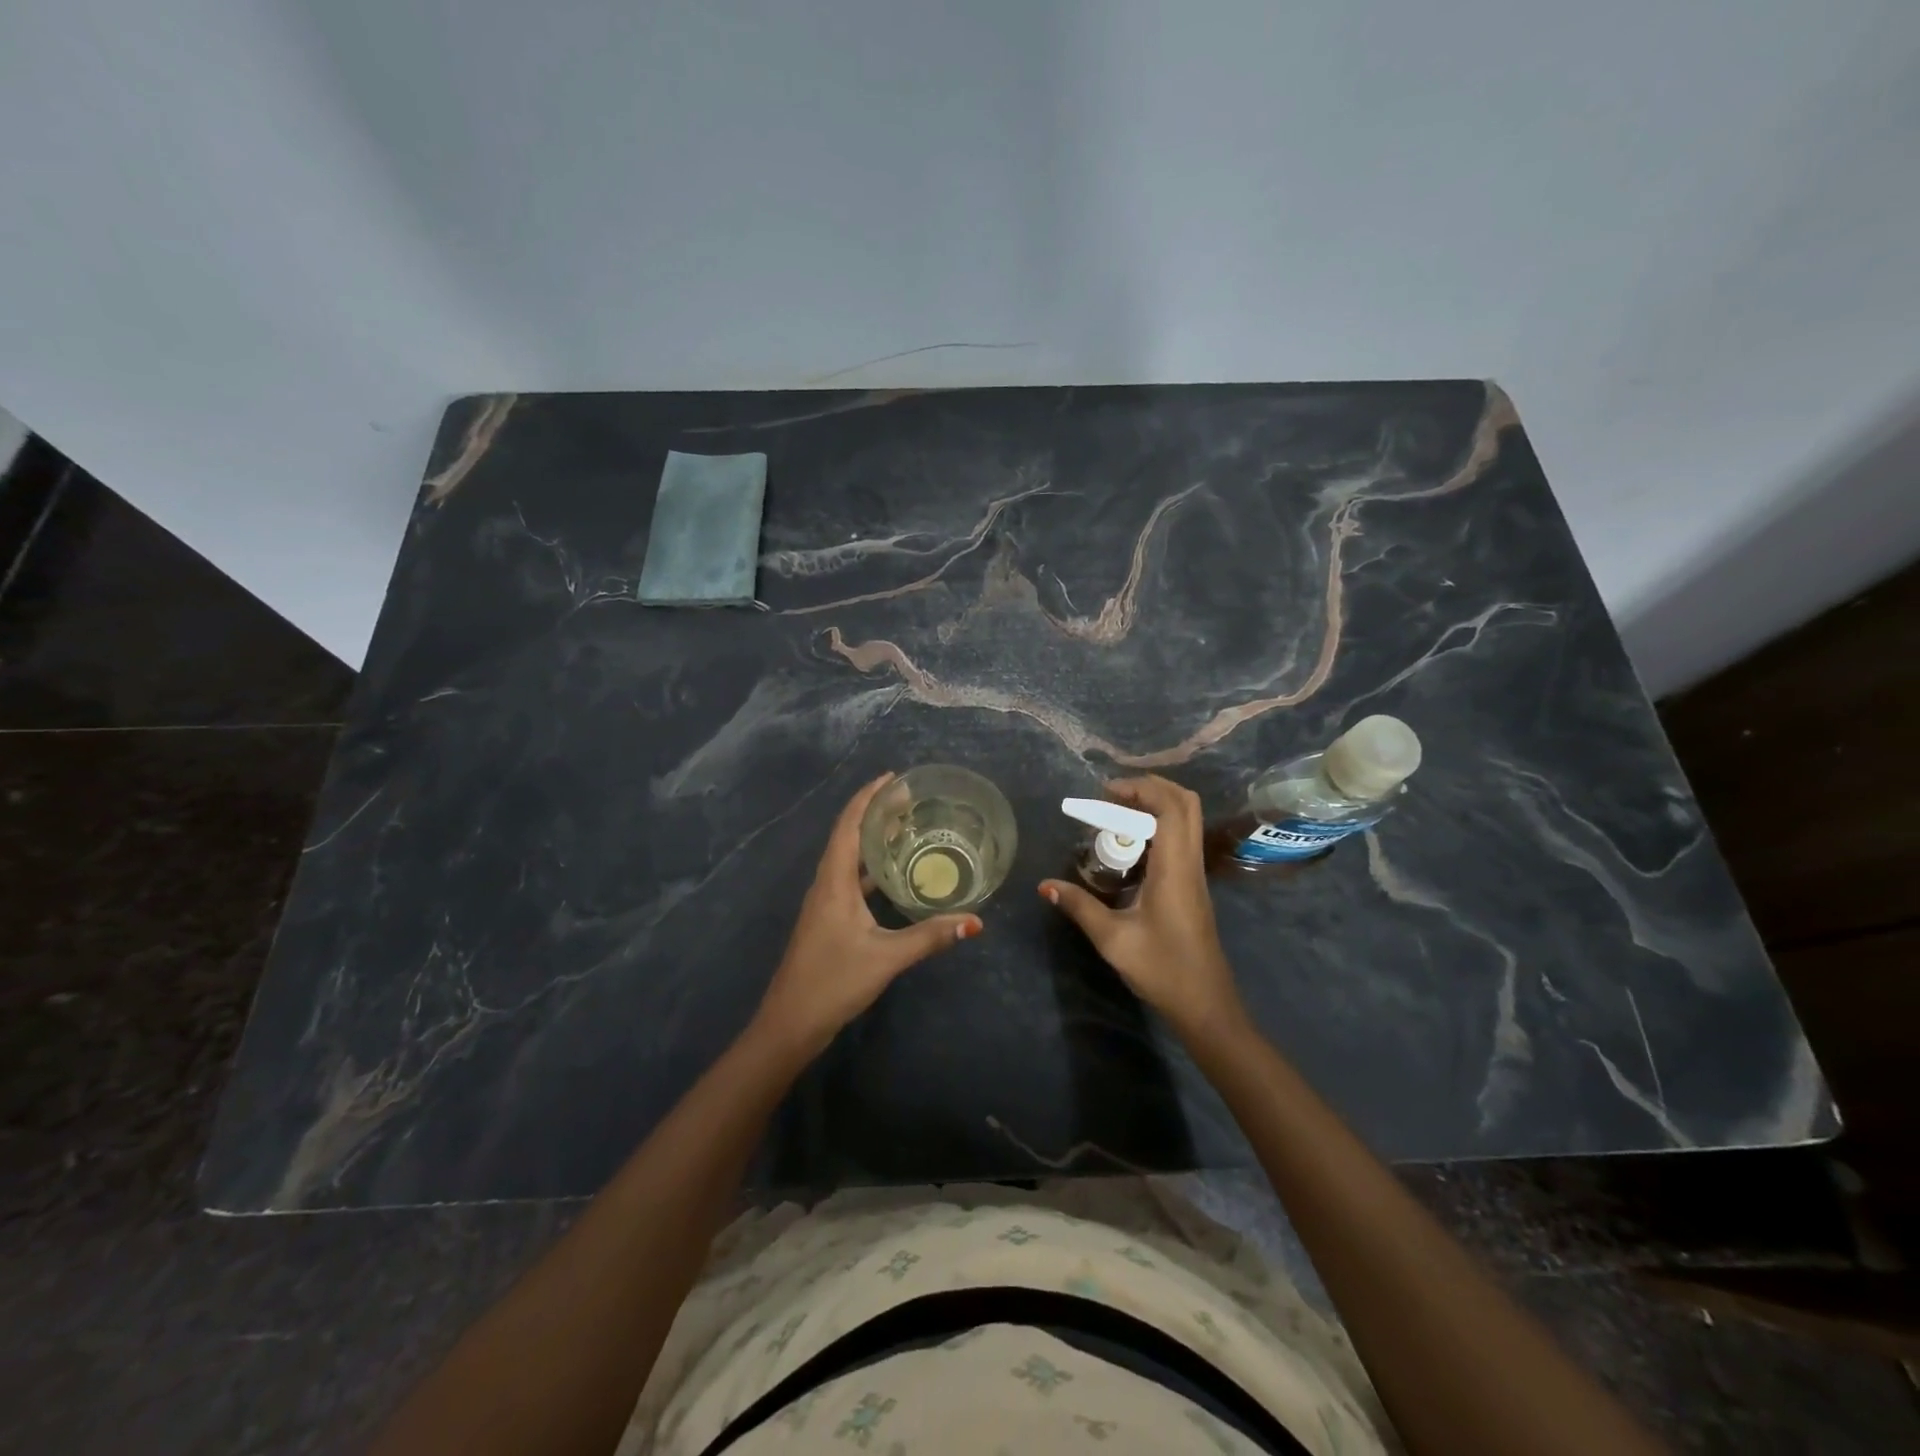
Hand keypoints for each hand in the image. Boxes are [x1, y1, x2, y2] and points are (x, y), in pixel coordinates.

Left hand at [753, 774, 980, 1056]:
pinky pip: (851, 879)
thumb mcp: (886, 957)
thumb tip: (975, 921)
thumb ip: (930, 937)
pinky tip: (894, 875)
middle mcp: (826, 884)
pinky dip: (871, 868)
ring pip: (849, 858)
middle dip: (875, 813)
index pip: (849, 825)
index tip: (893, 778)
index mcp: (834, 881)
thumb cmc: (833, 982)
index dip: (868, 797)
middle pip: (848, 835)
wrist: (790, 1023)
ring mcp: (825, 903)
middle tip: (910, 800)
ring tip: (905, 827)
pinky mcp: (828, 919)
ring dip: (872, 839)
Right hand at [1040, 775, 1245, 1041]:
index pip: (1171, 807)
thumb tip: (1045, 885)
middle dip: (1150, 788)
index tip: (1105, 793)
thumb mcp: (1113, 939)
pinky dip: (1157, 828)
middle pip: (1186, 803)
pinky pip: (1180, 839)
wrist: (1205, 1005)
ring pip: (1186, 820)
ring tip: (1114, 816)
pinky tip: (1127, 848)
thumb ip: (1080, 906)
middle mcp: (1189, 863)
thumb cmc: (1163, 970)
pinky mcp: (1192, 885)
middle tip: (1111, 797)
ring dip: (1154, 807)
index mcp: (1175, 868)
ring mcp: (1194, 874)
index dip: (1141, 788)